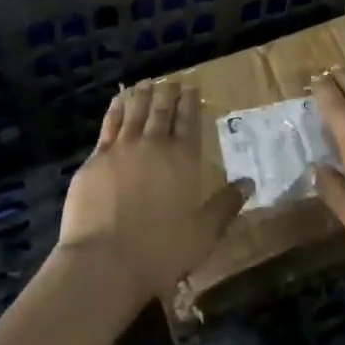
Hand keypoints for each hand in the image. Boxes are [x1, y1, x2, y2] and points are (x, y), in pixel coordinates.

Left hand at [56, 79, 248, 311]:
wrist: (104, 262)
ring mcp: (121, 148)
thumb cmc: (160, 252)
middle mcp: (153, 145)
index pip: (189, 121)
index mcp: (182, 159)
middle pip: (162, 110)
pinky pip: (109, 124)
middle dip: (168, 93)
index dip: (190, 102)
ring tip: (146, 83)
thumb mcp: (203, 235)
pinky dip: (116, 109)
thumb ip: (225, 206)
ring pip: (135, 111)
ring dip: (142, 95)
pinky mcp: (95, 159)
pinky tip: (118, 101)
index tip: (191, 88)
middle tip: (170, 81)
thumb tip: (249, 182)